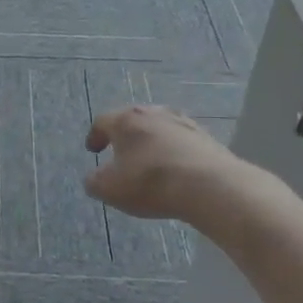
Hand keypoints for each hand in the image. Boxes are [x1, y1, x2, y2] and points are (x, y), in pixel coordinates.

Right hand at [84, 105, 244, 224]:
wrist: (209, 186)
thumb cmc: (150, 182)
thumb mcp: (109, 189)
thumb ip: (94, 182)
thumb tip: (94, 177)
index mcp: (126, 120)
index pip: (103, 121)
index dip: (95, 136)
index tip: (93, 150)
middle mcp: (153, 113)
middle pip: (132, 119)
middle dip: (124, 135)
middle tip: (120, 152)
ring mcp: (183, 122)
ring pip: (159, 128)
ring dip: (151, 141)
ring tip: (149, 160)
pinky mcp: (205, 137)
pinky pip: (181, 141)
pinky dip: (173, 151)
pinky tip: (176, 168)